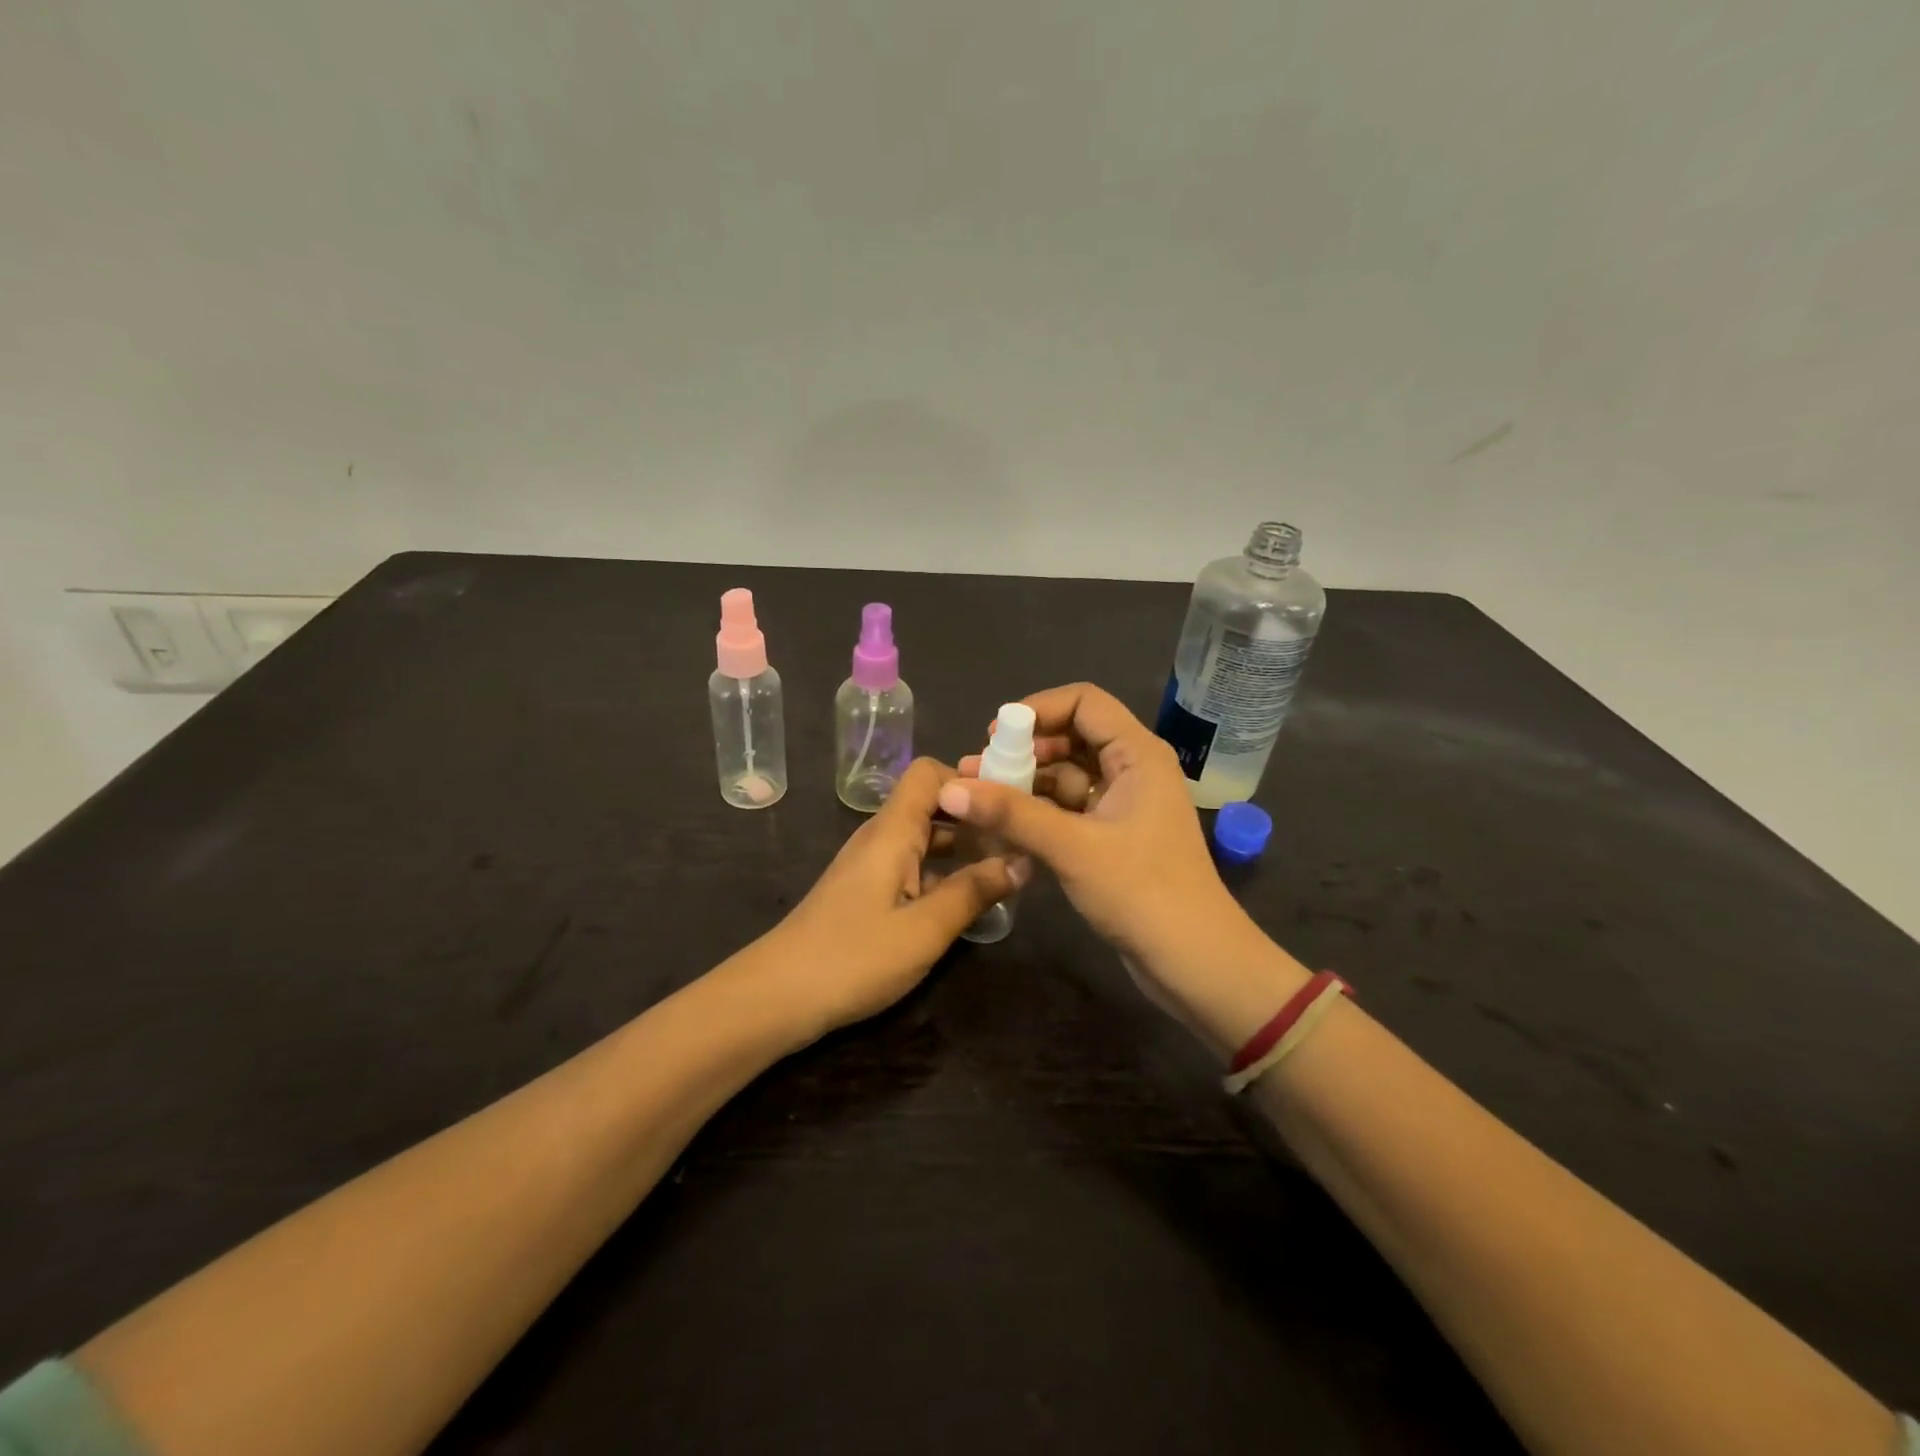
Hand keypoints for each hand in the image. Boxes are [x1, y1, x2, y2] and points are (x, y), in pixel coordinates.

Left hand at [759, 758, 1025, 1036]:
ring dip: (963, 848)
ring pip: (924, 837)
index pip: (929, 773)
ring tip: (1007, 871)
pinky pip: (913, 865)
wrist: (777, 996)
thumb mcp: (924, 929)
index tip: (1009, 808)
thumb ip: (974, 892)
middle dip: (976, 817)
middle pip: (931, 804)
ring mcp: (871, 865)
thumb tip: (1022, 860)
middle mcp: (881, 837)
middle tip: (1021, 842)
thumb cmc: (853, 957)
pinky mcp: (867, 891)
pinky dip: (943, 872)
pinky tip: (968, 900)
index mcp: (892, 831)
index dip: (969, 781)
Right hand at [946, 684, 1307, 1053]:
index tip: (995, 735)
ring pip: (1067, 776)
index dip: (1038, 709)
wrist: (1194, 961)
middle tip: (979, 770)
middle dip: (1025, 749)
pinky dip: (1038, 812)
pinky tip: (1003, 825)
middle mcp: (1133, 770)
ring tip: (978, 797)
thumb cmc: (1142, 892)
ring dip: (1026, 783)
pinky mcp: (1113, 837)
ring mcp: (1123, 805)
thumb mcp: (1072, 847)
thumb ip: (1011, 813)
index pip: (1084, 702)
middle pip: (1072, 737)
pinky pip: (1070, 809)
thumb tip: (948, 788)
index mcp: (1138, 754)